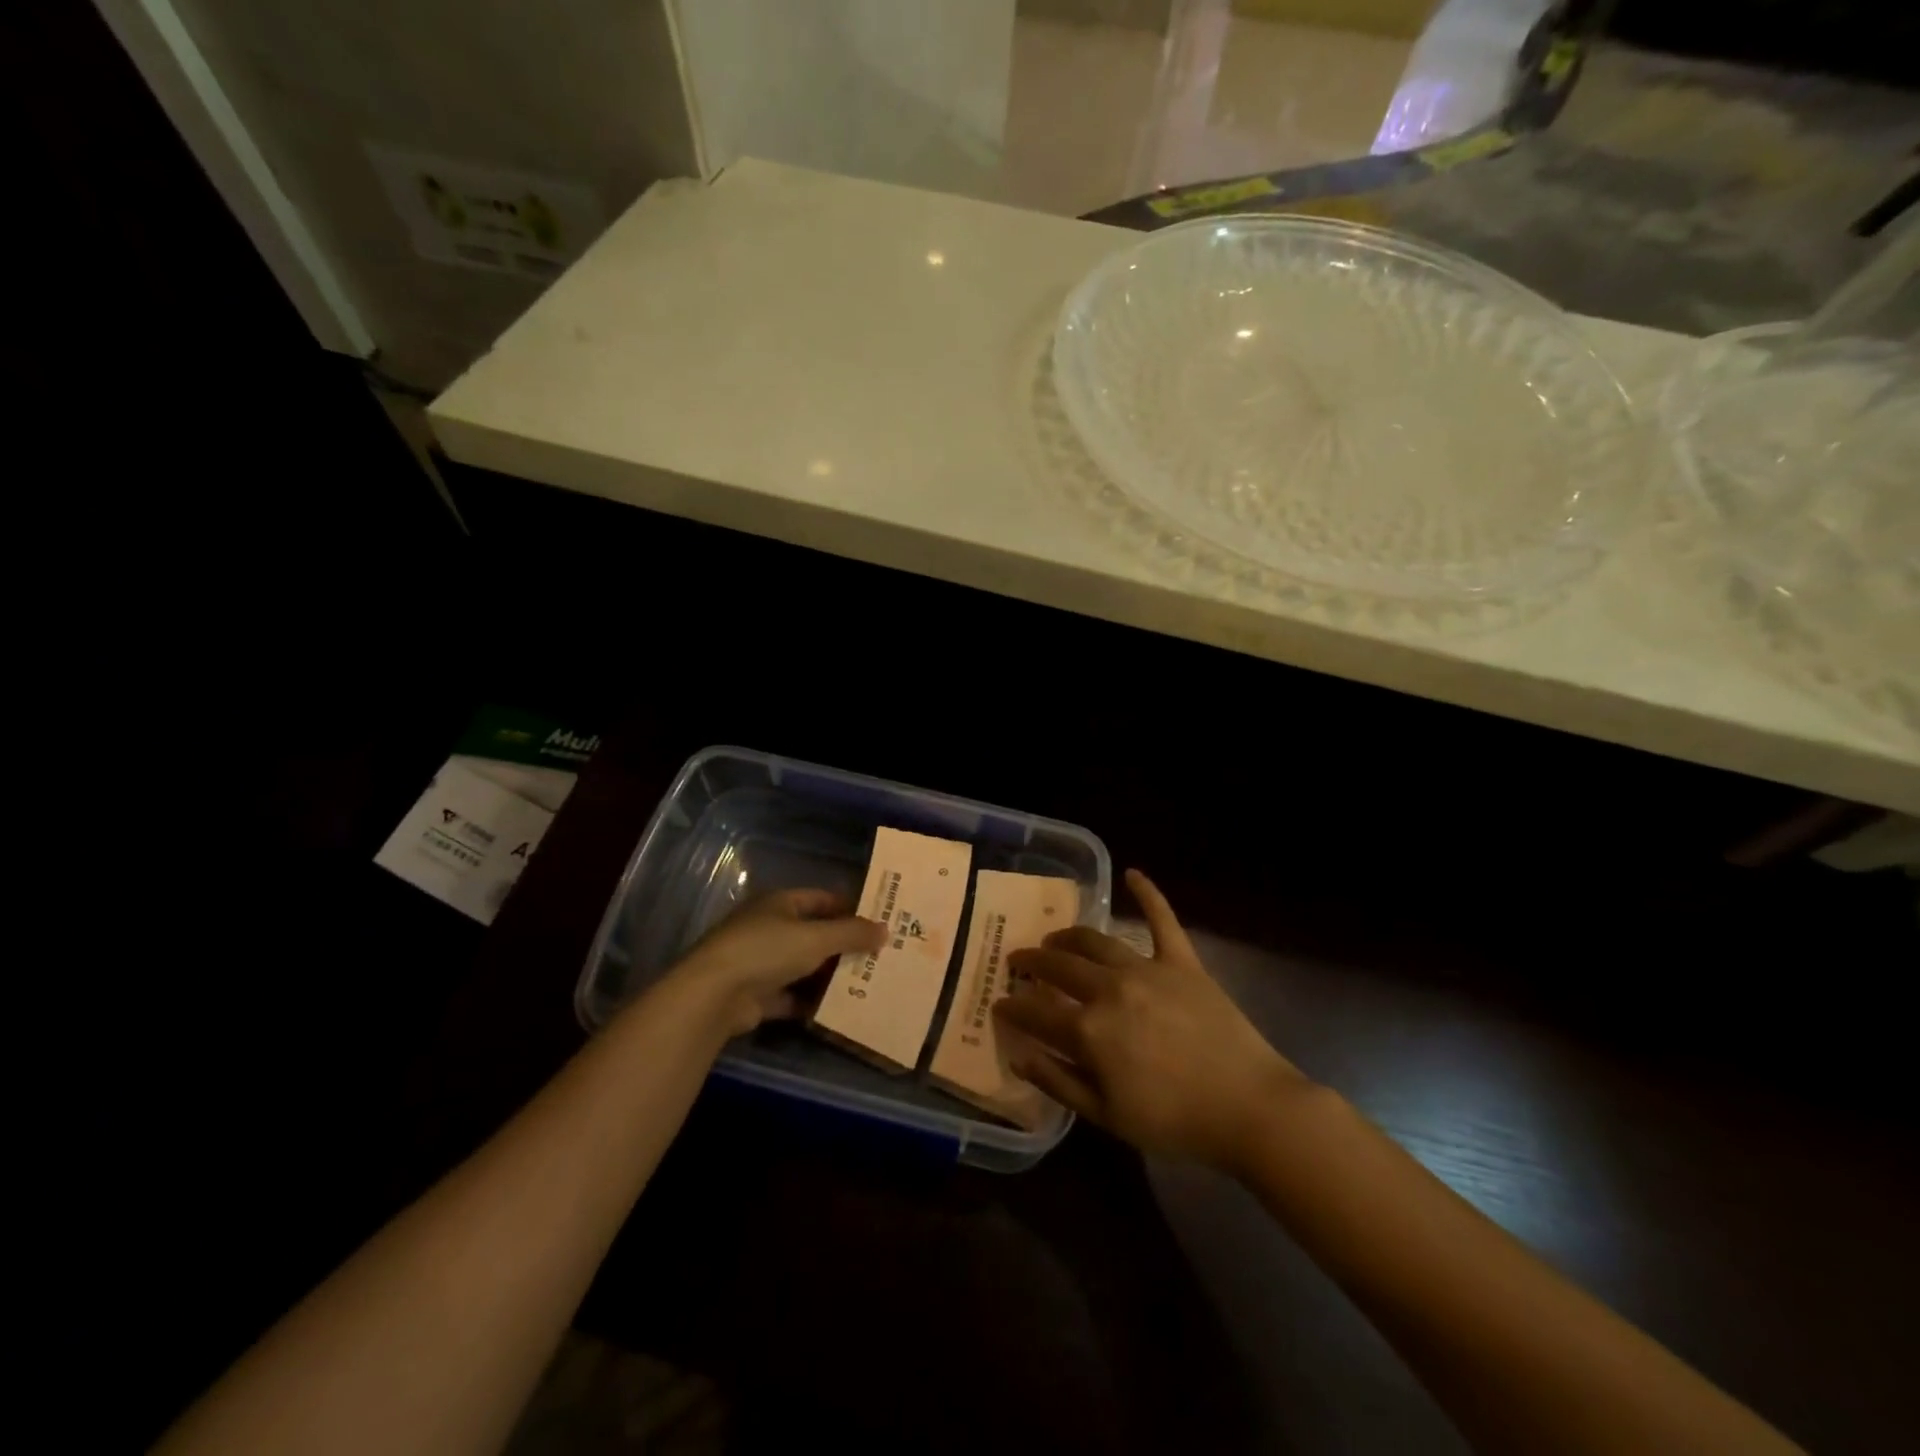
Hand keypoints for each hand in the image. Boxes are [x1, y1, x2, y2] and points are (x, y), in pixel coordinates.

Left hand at [667, 889, 883, 1035]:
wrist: (713, 996)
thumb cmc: (767, 950)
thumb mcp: (817, 938)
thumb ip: (851, 934)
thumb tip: (885, 929)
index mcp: (780, 904)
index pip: (821, 899)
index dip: (849, 908)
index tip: (878, 922)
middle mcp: (769, 928)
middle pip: (814, 934)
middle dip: (844, 945)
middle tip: (879, 956)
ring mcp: (761, 963)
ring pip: (804, 966)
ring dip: (830, 975)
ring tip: (867, 983)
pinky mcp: (757, 995)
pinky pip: (792, 996)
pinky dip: (812, 1002)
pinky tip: (840, 1009)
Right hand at [996, 869, 1307, 1168]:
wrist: (1249, 1108)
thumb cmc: (1175, 1121)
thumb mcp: (1107, 1116)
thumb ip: (1058, 1082)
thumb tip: (1018, 1055)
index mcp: (1089, 1030)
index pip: (1036, 1011)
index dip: (1013, 1007)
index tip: (999, 1003)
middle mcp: (1110, 989)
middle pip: (1059, 967)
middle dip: (1033, 962)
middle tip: (1019, 961)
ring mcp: (1147, 969)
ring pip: (1096, 941)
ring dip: (1069, 937)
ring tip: (1055, 939)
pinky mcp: (1182, 961)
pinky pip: (1162, 920)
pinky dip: (1148, 894)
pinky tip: (1133, 873)